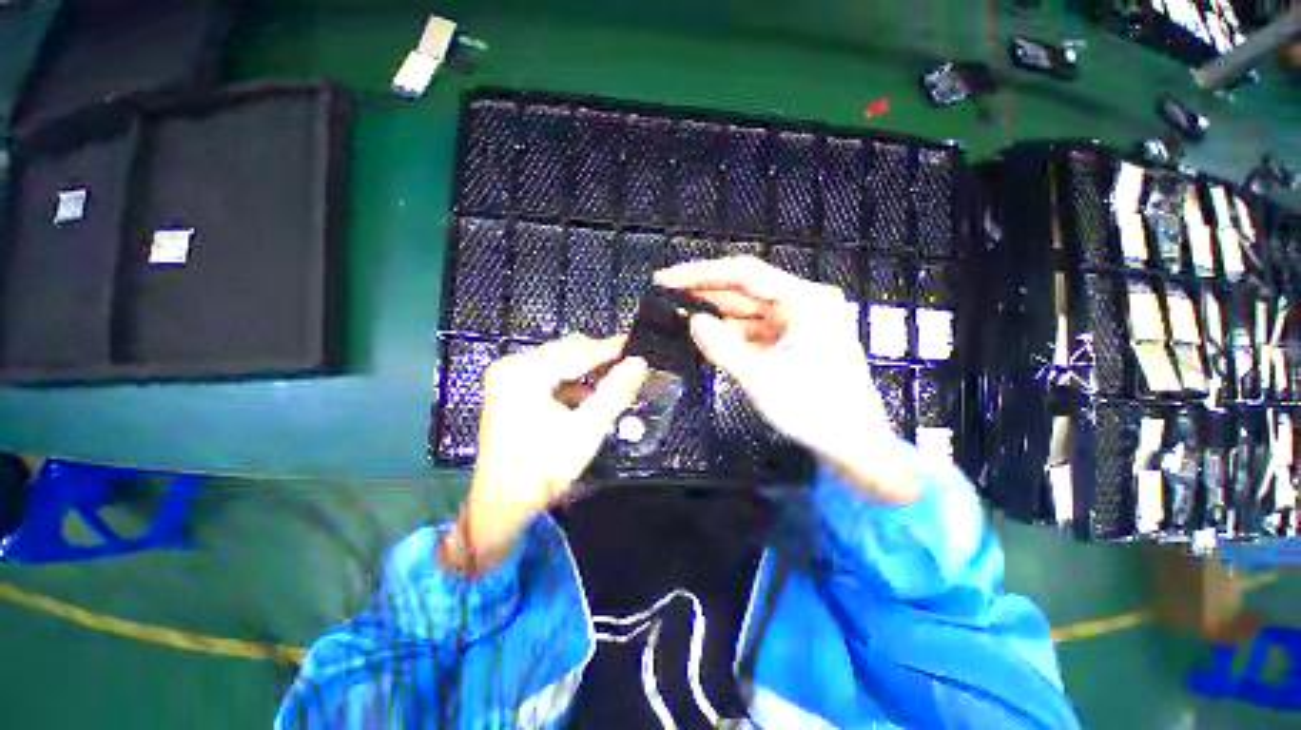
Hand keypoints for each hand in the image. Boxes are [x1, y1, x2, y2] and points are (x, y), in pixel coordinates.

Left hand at [447, 335, 647, 574]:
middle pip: (566, 351)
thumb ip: (615, 392)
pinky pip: (549, 375)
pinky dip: (572, 381)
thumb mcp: (587, 430)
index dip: (610, 348)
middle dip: (599, 359)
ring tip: (613, 381)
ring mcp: (508, 377)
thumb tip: (639, 363)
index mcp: (524, 373)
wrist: (503, 505)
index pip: (576, 350)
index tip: (637, 346)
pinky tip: (588, 395)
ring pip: (560, 362)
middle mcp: (511, 366)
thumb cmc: (543, 469)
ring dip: (587, 371)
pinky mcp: (510, 389)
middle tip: (629, 366)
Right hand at [655, 256, 917, 502]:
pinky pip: (755, 328)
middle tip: (666, 293)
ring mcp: (800, 322)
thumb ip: (725, 348)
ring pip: (748, 309)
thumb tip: (694, 322)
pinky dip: (731, 332)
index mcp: (807, 302)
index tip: (668, 278)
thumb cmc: (817, 413)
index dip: (702, 273)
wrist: (854, 446)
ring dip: (715, 312)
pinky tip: (708, 334)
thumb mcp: (763, 380)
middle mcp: (805, 303)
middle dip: (705, 292)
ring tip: (679, 312)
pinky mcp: (793, 339)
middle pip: (746, 289)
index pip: (745, 274)